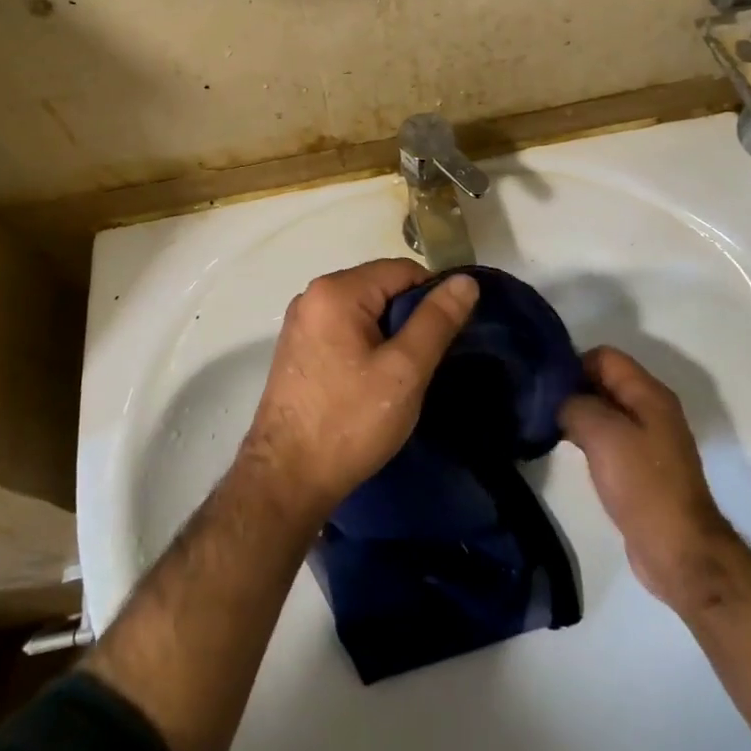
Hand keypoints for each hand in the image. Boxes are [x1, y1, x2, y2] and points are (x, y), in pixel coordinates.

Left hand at [242, 259, 479, 524]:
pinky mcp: (297, 348)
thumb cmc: (349, 421)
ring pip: (364, 310)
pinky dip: (366, 344)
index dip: (433, 297)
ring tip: (405, 374)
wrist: (286, 480)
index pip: (402, 270)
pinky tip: (375, 380)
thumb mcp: (404, 371)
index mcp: (336, 290)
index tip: (450, 335)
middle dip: (410, 316)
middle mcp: (313, 295)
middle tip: (428, 360)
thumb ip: (436, 320)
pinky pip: (344, 329)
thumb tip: (465, 280)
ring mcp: (301, 322)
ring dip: (389, 333)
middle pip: (380, 286)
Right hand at [561, 346, 734, 611]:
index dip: (574, 364)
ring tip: (549, 426)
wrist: (679, 551)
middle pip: (604, 380)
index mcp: (649, 393)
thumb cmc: (642, 484)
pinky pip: (609, 437)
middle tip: (541, 405)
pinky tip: (568, 449)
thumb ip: (574, 404)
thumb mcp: (601, 433)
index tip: (547, 385)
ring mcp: (649, 439)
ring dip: (579, 414)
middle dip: (573, 387)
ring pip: (605, 409)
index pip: (604, 356)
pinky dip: (588, 437)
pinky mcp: (641, 467)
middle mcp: (652, 409)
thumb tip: (558, 398)